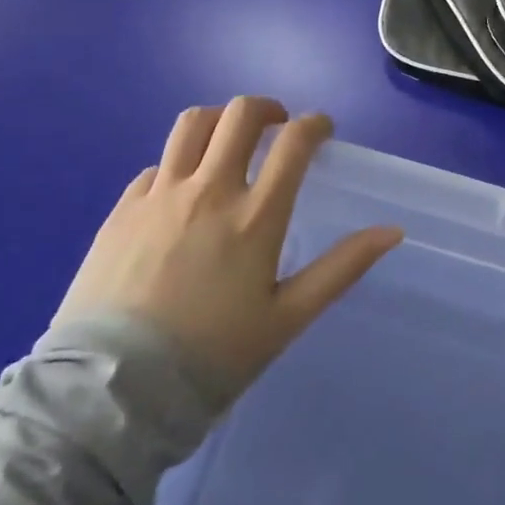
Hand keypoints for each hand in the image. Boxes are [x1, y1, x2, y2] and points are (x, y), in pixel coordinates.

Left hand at [55, 98, 402, 399]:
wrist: (111, 395)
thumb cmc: (212, 357)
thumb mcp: (288, 317)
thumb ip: (342, 267)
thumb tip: (393, 231)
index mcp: (255, 215)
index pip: (294, 141)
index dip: (315, 124)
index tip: (321, 132)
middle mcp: (209, 191)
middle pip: (241, 114)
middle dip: (268, 109)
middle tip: (276, 128)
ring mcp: (160, 196)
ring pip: (193, 124)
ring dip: (219, 122)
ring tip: (228, 143)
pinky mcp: (122, 210)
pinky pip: (156, 166)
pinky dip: (179, 166)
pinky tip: (181, 195)